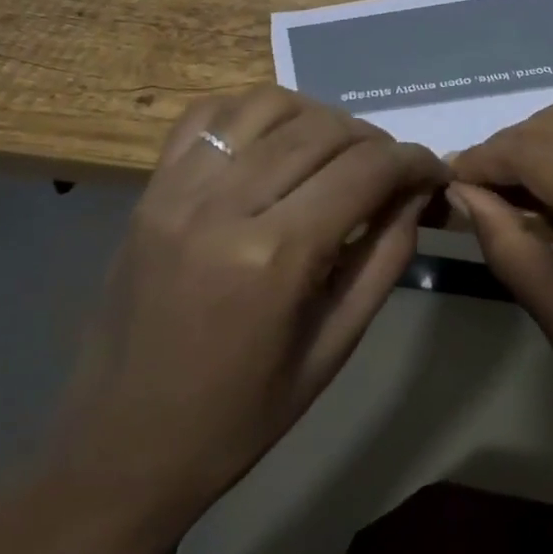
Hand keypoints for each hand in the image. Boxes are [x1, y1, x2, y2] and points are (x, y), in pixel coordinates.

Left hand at [38, 87, 443, 536]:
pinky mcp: (151, 187)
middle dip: (374, 140)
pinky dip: (253, 112)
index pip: (365, 171)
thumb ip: (384, 258)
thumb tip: (416, 193)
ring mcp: (179, 188)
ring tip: (335, 151)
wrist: (119, 447)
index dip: (412, 161)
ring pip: (269, 105)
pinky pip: (208, 115)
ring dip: (318, 117)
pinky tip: (274, 140)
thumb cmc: (237, 416)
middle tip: (391, 169)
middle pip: (323, 129)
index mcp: (275, 257)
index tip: (432, 171)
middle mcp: (225, 205)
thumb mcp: (332, 349)